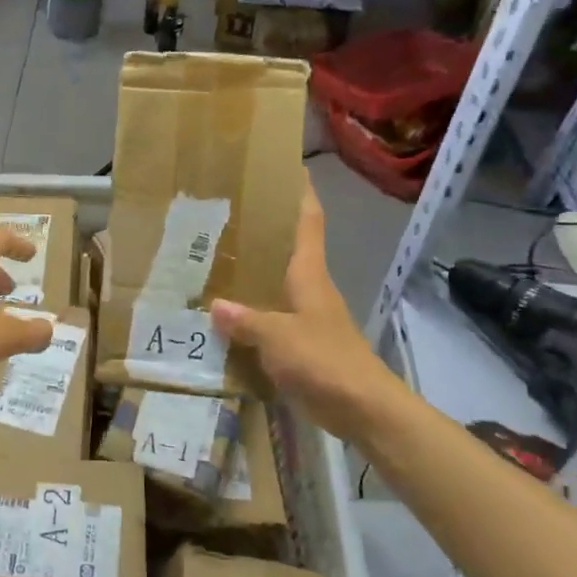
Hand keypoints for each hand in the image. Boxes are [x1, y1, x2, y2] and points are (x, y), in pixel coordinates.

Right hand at [211, 179, 399, 441]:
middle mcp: (309, 287)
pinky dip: (250, 312)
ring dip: (252, 272)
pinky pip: (270, 317)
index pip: (308, 221)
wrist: (363, 409)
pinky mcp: (302, 343)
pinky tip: (224, 316)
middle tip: (223, 214)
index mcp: (309, 274)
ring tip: (213, 259)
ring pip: (276, 283)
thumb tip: (214, 305)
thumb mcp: (279, 337)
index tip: (287, 167)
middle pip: (288, 248)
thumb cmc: (325, 361)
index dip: (300, 193)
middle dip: (262, 230)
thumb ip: (246, 320)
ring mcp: (307, 316)